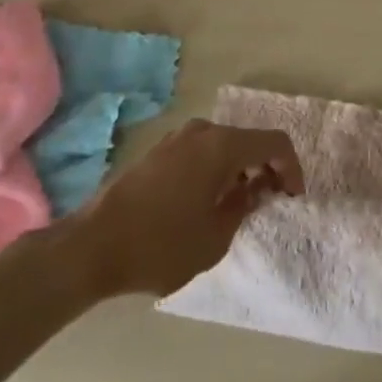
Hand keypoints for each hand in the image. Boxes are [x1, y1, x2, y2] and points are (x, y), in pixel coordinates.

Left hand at [72, 120, 303, 297]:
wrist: (90, 249)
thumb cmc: (160, 245)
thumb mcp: (216, 236)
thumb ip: (244, 206)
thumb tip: (255, 188)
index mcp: (222, 146)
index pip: (274, 143)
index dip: (291, 168)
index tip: (292, 198)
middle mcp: (201, 132)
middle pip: (248, 141)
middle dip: (265, 168)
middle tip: (270, 200)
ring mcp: (175, 139)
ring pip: (223, 146)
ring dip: (239, 169)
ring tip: (239, 204)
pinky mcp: (157, 153)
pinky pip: (200, 152)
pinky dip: (215, 169)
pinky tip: (207, 201)